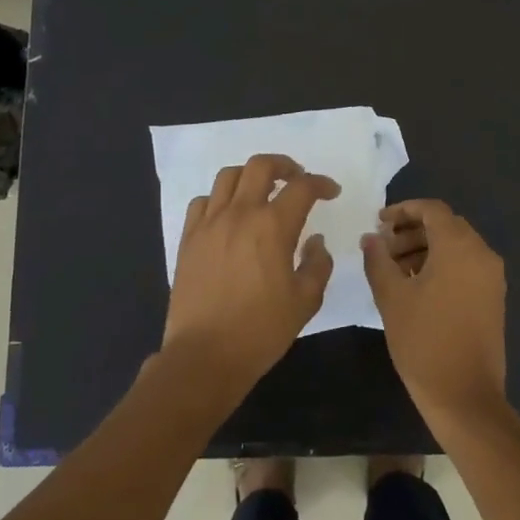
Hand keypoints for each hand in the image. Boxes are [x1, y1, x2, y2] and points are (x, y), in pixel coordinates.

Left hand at [162, 153, 338, 405]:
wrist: (205, 354)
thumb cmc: (261, 330)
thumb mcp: (305, 301)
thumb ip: (317, 264)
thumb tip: (315, 240)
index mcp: (273, 226)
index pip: (302, 187)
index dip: (321, 183)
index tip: (331, 192)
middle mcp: (239, 214)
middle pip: (260, 166)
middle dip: (284, 165)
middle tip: (296, 179)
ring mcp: (209, 224)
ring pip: (228, 177)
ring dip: (250, 177)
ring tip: (261, 192)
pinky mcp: (188, 238)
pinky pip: (202, 202)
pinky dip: (219, 199)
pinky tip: (228, 215)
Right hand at [361, 200, 511, 437]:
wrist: (465, 395)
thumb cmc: (423, 342)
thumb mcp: (391, 298)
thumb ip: (378, 261)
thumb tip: (371, 238)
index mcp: (460, 248)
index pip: (433, 210)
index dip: (403, 210)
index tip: (379, 222)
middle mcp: (482, 254)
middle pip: (446, 226)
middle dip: (412, 230)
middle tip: (383, 248)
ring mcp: (492, 277)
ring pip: (457, 246)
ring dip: (425, 248)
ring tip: (395, 269)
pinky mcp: (493, 297)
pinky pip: (466, 266)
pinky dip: (441, 265)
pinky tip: (416, 286)